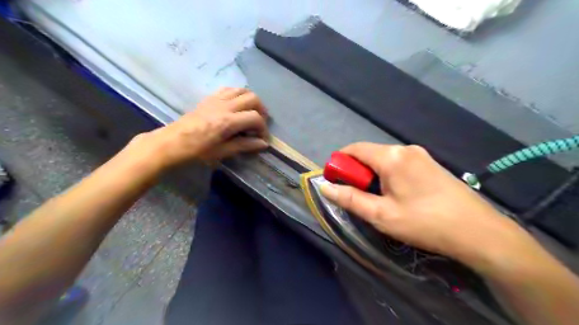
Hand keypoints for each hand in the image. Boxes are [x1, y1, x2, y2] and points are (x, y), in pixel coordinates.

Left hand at [134, 88, 268, 169]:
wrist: (172, 142)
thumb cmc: (197, 151)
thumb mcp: (222, 152)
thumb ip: (244, 145)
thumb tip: (263, 143)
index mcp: (228, 122)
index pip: (255, 118)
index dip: (263, 128)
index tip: (262, 139)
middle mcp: (225, 106)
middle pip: (252, 98)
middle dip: (261, 110)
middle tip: (260, 123)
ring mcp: (216, 99)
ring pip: (242, 90)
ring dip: (251, 100)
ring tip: (252, 112)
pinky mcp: (209, 98)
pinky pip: (228, 89)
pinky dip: (238, 94)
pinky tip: (237, 105)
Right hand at [319, 144, 534, 272]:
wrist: (480, 232)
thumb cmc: (425, 223)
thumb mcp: (381, 215)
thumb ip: (350, 199)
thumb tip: (324, 186)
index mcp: (391, 156)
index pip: (354, 149)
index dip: (339, 162)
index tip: (335, 181)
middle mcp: (405, 149)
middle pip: (369, 154)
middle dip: (356, 171)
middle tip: (357, 196)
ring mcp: (420, 155)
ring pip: (384, 160)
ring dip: (372, 175)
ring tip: (376, 200)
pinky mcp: (430, 164)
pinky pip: (399, 164)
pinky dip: (387, 175)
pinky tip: (396, 195)